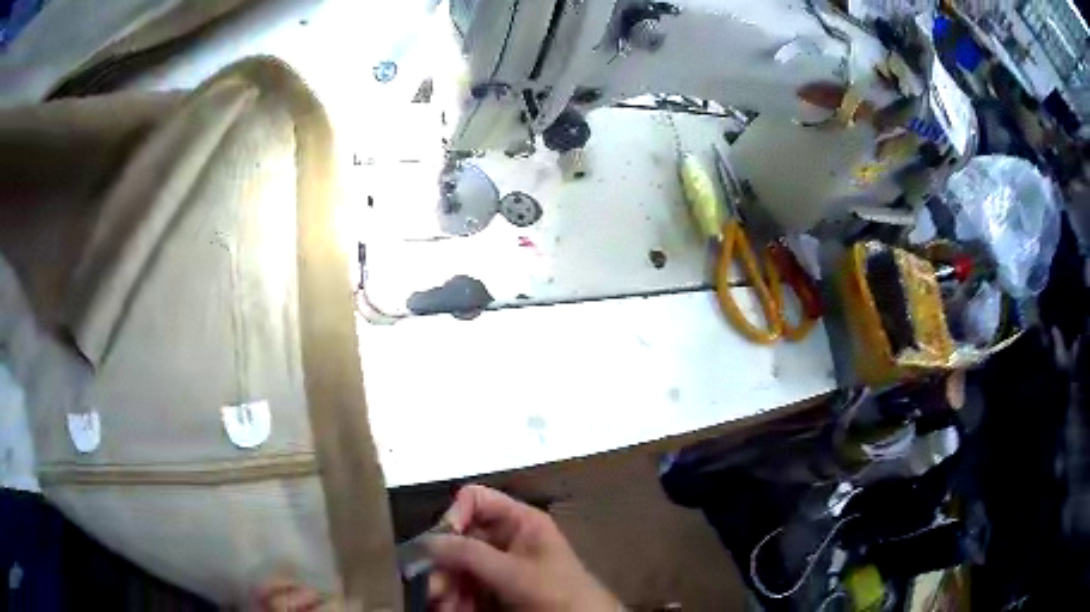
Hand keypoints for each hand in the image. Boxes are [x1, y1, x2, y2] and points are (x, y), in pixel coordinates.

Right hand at [424, 485, 619, 611]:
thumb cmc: (561, 594)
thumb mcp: (517, 573)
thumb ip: (472, 555)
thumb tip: (428, 541)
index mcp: (518, 522)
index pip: (475, 500)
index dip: (454, 515)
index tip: (440, 544)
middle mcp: (502, 541)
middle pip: (456, 539)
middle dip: (440, 564)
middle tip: (432, 587)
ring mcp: (494, 568)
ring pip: (453, 568)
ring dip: (442, 586)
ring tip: (440, 605)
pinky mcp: (489, 592)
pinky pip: (460, 589)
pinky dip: (450, 600)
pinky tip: (447, 610)